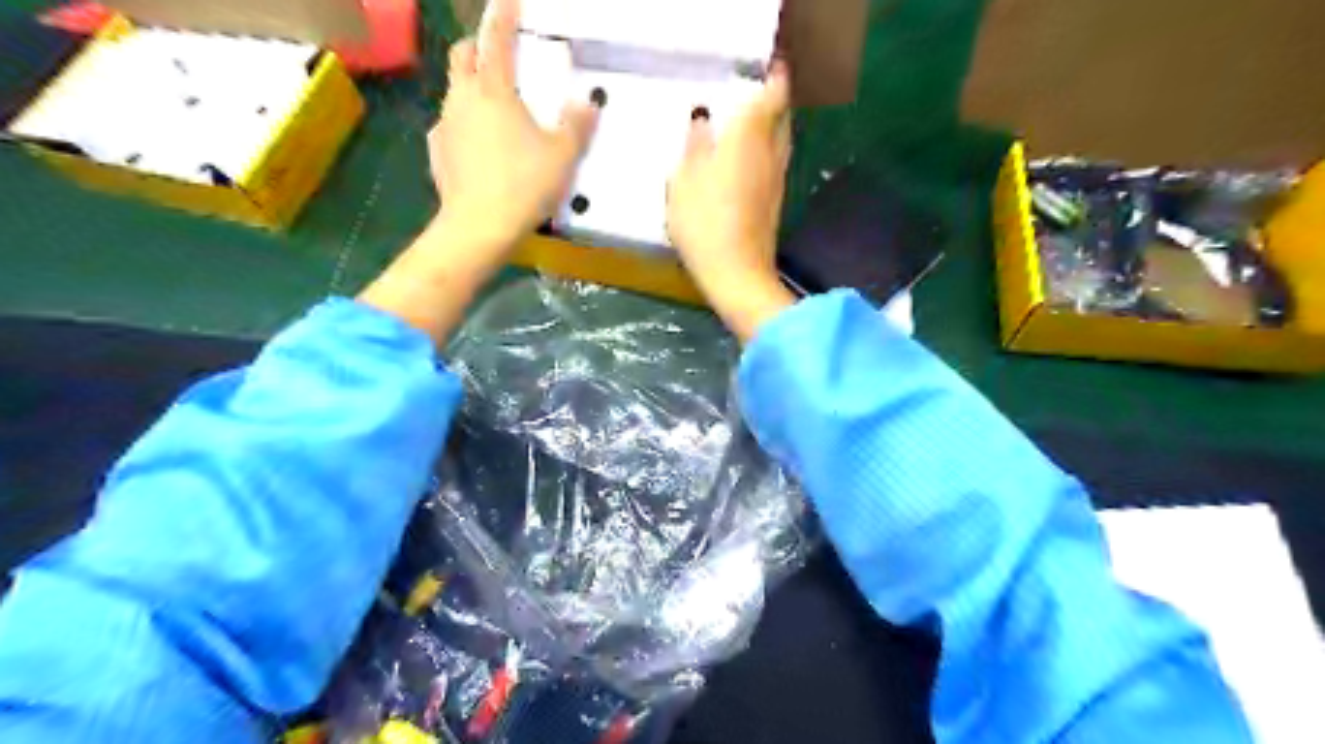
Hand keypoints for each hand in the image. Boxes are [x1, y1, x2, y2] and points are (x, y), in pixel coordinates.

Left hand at [431, 0, 600, 263]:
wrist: (478, 226)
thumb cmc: (523, 185)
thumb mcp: (562, 156)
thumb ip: (576, 126)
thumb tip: (588, 103)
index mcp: (494, 90)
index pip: (496, 39)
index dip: (503, 16)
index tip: (509, 1)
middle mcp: (463, 98)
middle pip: (462, 55)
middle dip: (478, 47)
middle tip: (499, 58)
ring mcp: (445, 124)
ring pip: (455, 91)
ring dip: (471, 88)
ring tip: (495, 110)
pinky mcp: (437, 151)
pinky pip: (450, 126)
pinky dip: (464, 124)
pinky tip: (479, 147)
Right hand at [670, 65, 789, 341]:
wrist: (737, 273)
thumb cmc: (704, 224)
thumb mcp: (683, 181)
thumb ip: (694, 147)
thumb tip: (702, 122)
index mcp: (749, 136)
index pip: (773, 92)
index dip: (773, 75)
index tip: (763, 65)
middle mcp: (771, 151)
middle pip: (782, 114)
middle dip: (771, 98)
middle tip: (749, 91)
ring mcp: (778, 177)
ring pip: (781, 138)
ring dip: (770, 125)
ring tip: (746, 121)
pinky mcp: (776, 200)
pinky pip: (775, 161)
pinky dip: (765, 149)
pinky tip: (746, 158)